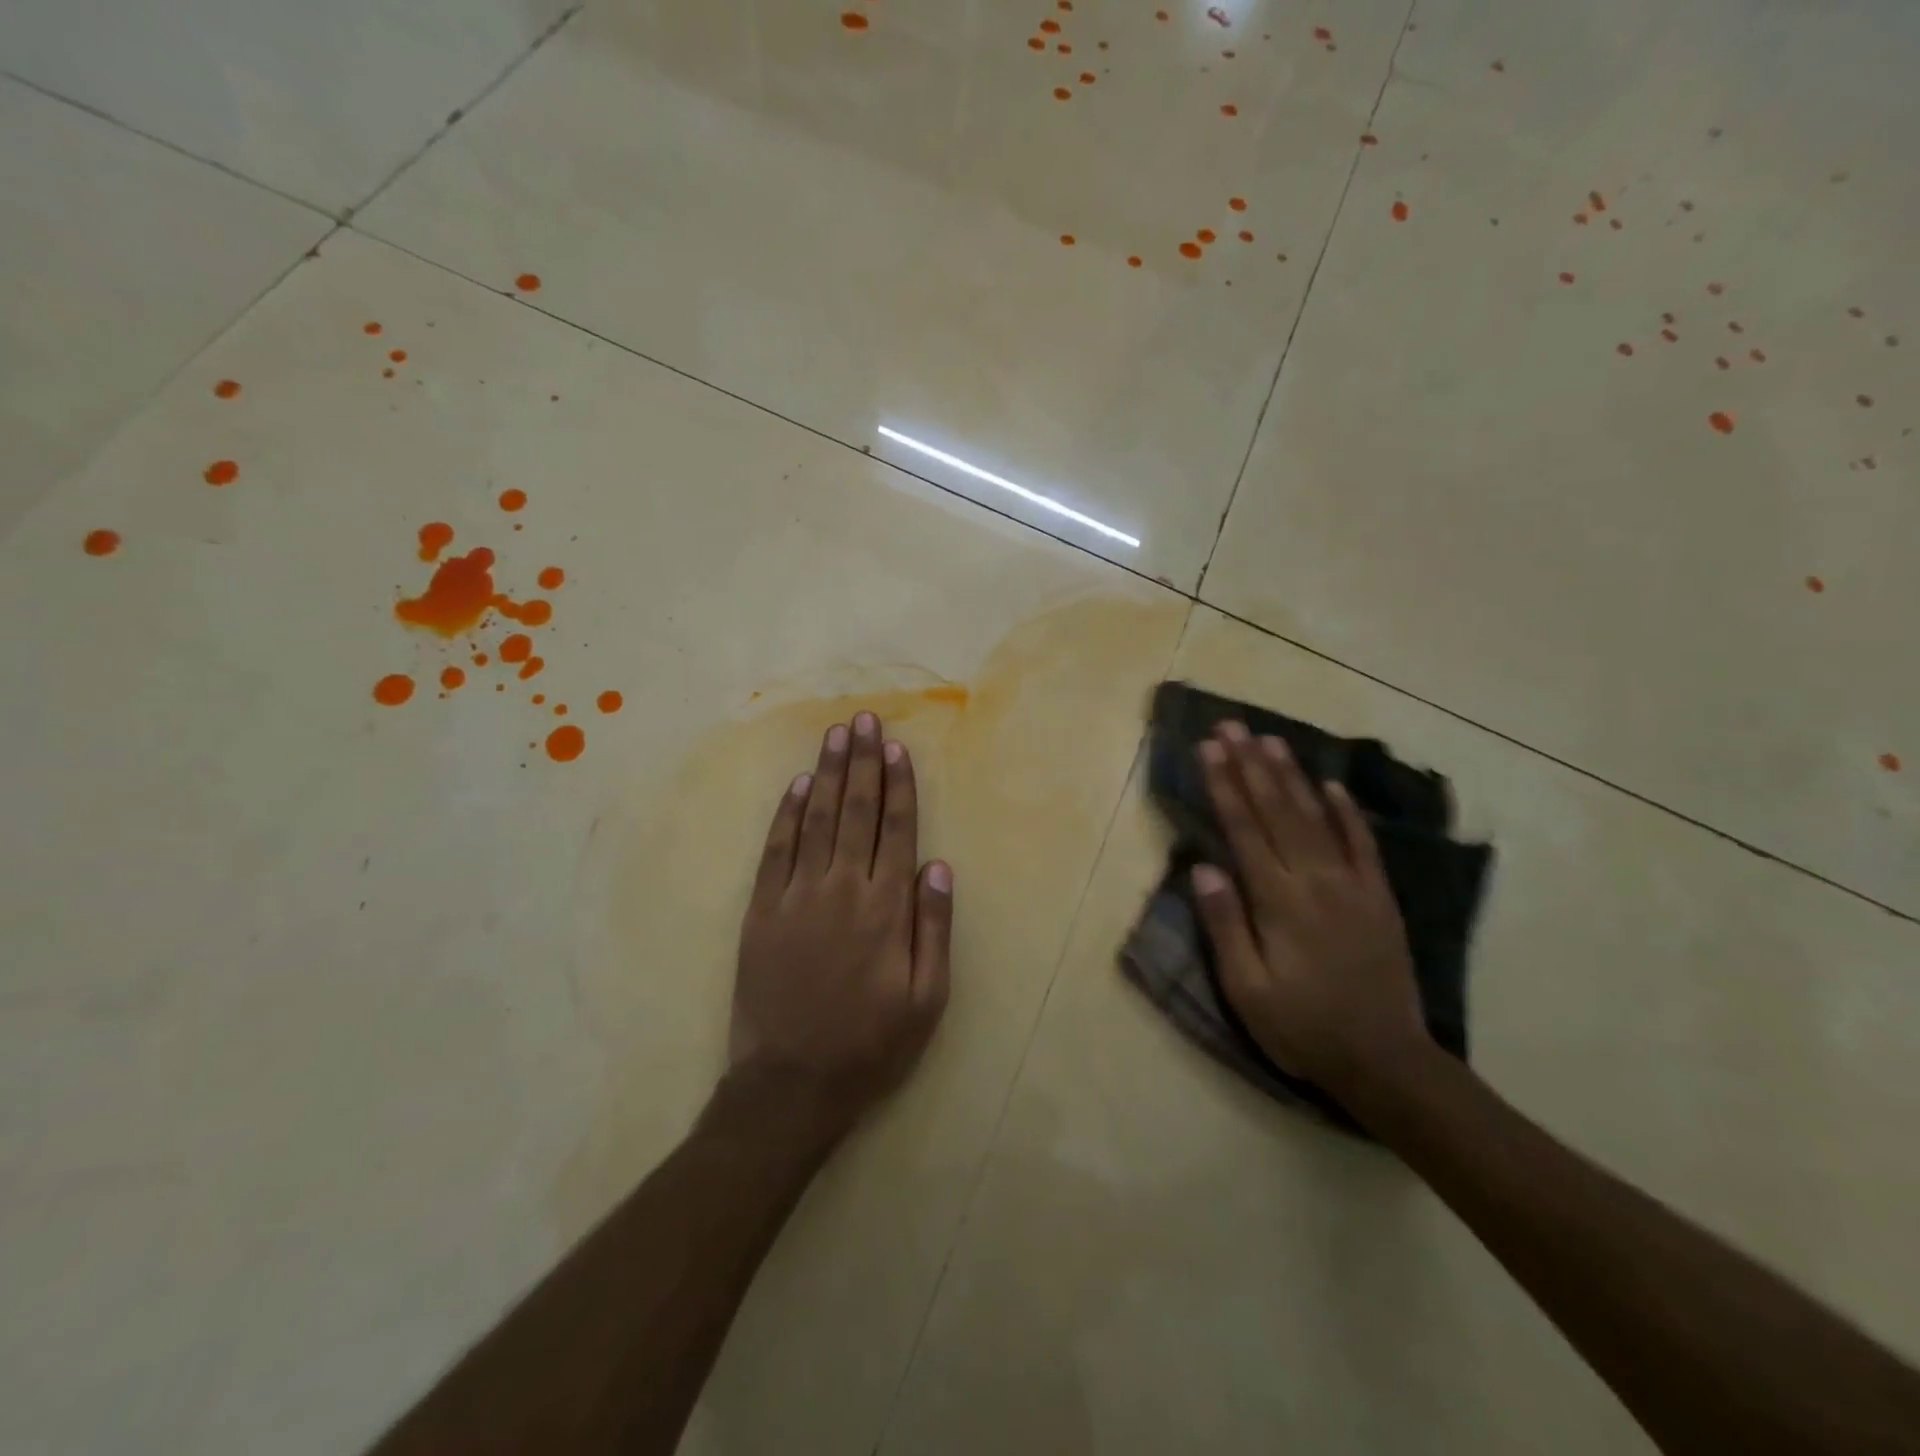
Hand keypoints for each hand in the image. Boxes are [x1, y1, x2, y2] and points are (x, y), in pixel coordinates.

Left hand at [726, 711, 952, 1147]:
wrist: (790, 1083)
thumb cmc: (870, 1044)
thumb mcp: (926, 999)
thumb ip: (934, 928)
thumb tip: (938, 865)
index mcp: (886, 909)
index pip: (896, 829)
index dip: (898, 785)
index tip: (896, 747)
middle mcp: (842, 889)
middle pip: (857, 811)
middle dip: (862, 762)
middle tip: (863, 719)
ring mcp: (797, 896)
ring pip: (817, 819)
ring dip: (829, 773)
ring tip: (836, 734)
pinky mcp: (762, 910)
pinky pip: (777, 849)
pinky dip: (789, 813)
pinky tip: (799, 785)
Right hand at [1190, 721, 1428, 1100]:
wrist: (1386, 1061)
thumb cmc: (1303, 1028)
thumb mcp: (1247, 990)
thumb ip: (1225, 926)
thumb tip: (1205, 868)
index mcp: (1279, 902)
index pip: (1245, 830)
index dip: (1225, 786)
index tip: (1209, 749)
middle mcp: (1316, 881)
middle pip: (1278, 811)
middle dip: (1251, 765)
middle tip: (1232, 726)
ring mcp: (1353, 885)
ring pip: (1317, 817)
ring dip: (1292, 776)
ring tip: (1271, 740)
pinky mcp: (1379, 898)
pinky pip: (1362, 844)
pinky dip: (1347, 812)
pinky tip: (1332, 786)